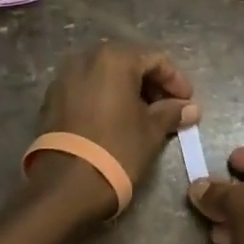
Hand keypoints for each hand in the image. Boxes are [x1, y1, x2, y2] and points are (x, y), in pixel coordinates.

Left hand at [27, 43, 199, 219]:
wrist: (66, 185)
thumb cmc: (118, 149)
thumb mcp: (152, 130)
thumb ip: (172, 112)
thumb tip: (191, 108)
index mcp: (114, 58)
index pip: (156, 60)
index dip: (176, 81)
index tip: (188, 103)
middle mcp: (86, 58)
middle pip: (128, 64)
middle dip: (151, 85)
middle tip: (168, 109)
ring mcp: (65, 78)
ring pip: (105, 76)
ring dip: (127, 91)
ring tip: (143, 117)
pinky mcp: (52, 99)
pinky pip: (86, 90)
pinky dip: (104, 99)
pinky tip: (116, 121)